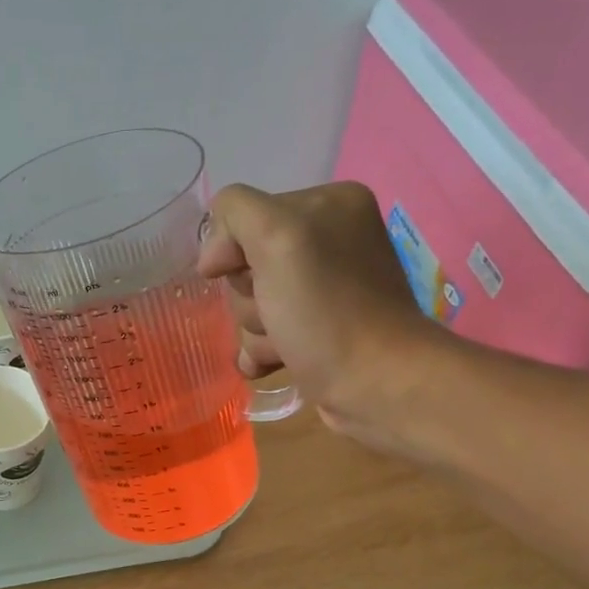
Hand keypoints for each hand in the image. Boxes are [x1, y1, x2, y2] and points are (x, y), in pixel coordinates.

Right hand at [199, 181, 446, 455]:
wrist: (375, 385)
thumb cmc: (326, 310)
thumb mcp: (278, 236)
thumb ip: (236, 214)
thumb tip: (213, 257)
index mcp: (328, 204)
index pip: (244, 217)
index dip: (238, 254)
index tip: (258, 279)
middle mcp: (329, 240)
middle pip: (246, 264)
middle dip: (250, 298)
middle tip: (276, 314)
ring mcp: (323, 289)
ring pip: (251, 303)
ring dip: (256, 330)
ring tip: (284, 345)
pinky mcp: (318, 330)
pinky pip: (265, 333)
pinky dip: (261, 351)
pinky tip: (273, 363)